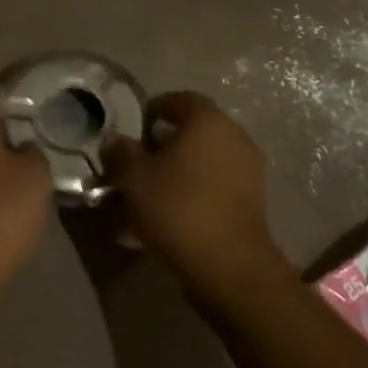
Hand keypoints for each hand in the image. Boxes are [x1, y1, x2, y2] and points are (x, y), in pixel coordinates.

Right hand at [104, 92, 290, 301]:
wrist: (230, 268)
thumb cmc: (179, 208)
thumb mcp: (134, 178)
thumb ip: (121, 153)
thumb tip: (114, 140)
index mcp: (208, 121)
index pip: (179, 99)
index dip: (154, 108)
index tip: (133, 127)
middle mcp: (234, 137)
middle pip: (193, 131)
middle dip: (164, 144)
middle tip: (137, 161)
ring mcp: (248, 171)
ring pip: (203, 162)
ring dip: (178, 172)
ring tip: (148, 194)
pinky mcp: (252, 202)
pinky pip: (214, 186)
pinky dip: (193, 193)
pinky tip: (169, 217)